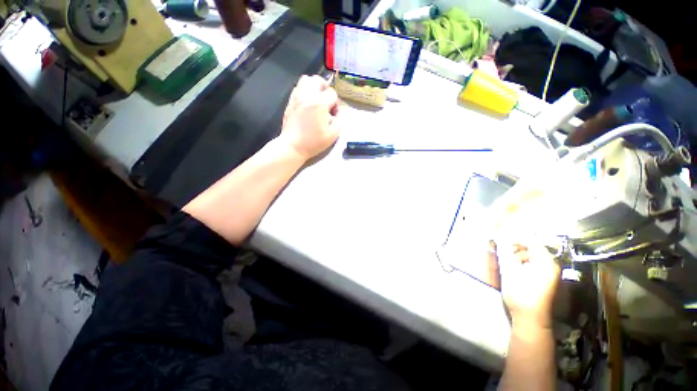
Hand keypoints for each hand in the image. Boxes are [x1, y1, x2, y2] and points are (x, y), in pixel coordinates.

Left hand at [279, 75, 342, 160]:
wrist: (293, 146)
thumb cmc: (314, 142)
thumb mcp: (333, 134)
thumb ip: (340, 120)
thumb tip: (339, 111)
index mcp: (319, 103)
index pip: (332, 93)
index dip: (336, 103)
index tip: (334, 114)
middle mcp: (307, 95)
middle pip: (318, 80)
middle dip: (325, 88)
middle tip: (326, 101)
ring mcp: (296, 97)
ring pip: (306, 80)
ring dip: (314, 86)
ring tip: (317, 99)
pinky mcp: (290, 101)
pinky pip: (298, 87)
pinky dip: (305, 91)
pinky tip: (307, 103)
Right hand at [497, 242, 559, 328]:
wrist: (530, 318)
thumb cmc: (520, 294)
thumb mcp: (509, 271)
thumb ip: (505, 253)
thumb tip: (500, 239)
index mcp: (545, 262)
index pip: (532, 241)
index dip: (516, 237)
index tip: (501, 237)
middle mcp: (550, 265)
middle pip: (533, 248)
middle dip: (516, 246)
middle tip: (501, 248)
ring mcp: (549, 273)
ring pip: (532, 256)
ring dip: (518, 254)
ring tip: (505, 258)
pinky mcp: (545, 279)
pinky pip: (533, 264)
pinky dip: (522, 262)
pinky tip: (512, 267)